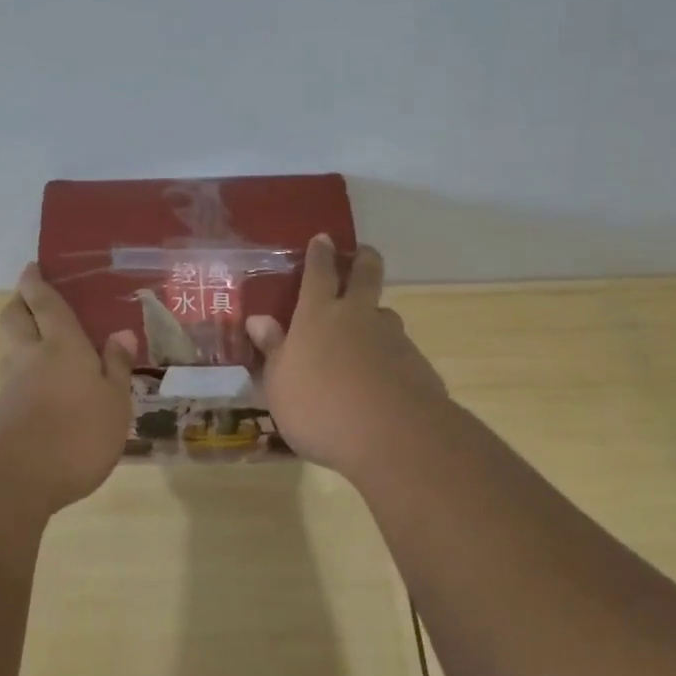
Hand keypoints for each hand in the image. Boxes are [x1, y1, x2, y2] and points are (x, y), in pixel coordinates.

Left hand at [0, 264, 137, 513]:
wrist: (15, 480)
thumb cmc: (76, 433)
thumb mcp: (114, 402)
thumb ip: (116, 367)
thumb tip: (121, 333)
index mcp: (61, 345)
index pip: (45, 303)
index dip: (36, 283)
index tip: (31, 268)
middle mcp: (30, 357)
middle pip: (14, 317)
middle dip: (20, 302)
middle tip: (31, 297)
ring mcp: (11, 386)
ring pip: (10, 348)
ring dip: (20, 336)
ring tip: (41, 341)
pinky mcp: (1, 414)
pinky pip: (13, 378)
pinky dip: (24, 371)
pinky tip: (42, 386)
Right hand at [248, 237, 451, 479]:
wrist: (393, 437)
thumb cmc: (320, 407)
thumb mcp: (280, 384)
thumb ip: (272, 350)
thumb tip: (258, 320)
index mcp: (318, 315)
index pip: (319, 272)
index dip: (320, 254)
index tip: (324, 238)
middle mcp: (358, 316)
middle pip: (366, 275)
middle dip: (364, 259)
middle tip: (362, 253)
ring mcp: (392, 338)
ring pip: (385, 315)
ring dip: (375, 317)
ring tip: (367, 334)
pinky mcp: (417, 365)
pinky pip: (399, 352)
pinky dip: (389, 357)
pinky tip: (382, 381)